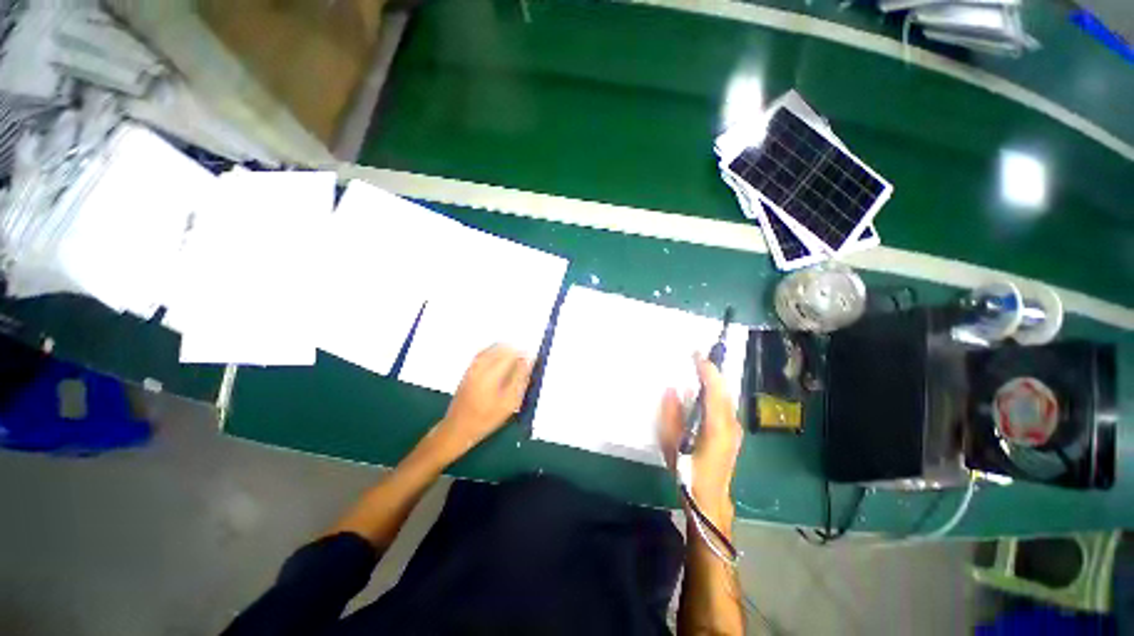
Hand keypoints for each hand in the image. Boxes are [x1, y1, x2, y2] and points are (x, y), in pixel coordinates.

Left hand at [435, 344, 531, 456]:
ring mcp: (473, 365)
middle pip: (502, 347)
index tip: (532, 362)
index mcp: (491, 373)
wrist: (458, 428)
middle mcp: (480, 365)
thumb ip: (521, 379)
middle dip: (515, 352)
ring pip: (493, 348)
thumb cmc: (486, 419)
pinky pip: (485, 353)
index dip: (524, 354)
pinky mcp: (469, 368)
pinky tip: (501, 365)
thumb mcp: (510, 403)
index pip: (511, 353)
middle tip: (524, 364)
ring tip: (514, 365)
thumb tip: (529, 361)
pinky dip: (496, 354)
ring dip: (506, 352)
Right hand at [659, 353, 743, 530]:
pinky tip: (704, 391)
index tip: (696, 354)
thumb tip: (672, 389)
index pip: (714, 390)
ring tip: (698, 369)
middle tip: (695, 357)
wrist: (709, 499)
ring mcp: (734, 430)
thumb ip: (671, 414)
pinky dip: (715, 393)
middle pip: (723, 390)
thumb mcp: (672, 443)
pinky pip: (725, 405)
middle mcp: (730, 424)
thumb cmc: (688, 472)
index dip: (706, 370)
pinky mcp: (732, 434)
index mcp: (716, 426)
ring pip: (726, 397)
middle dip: (711, 371)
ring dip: (714, 381)